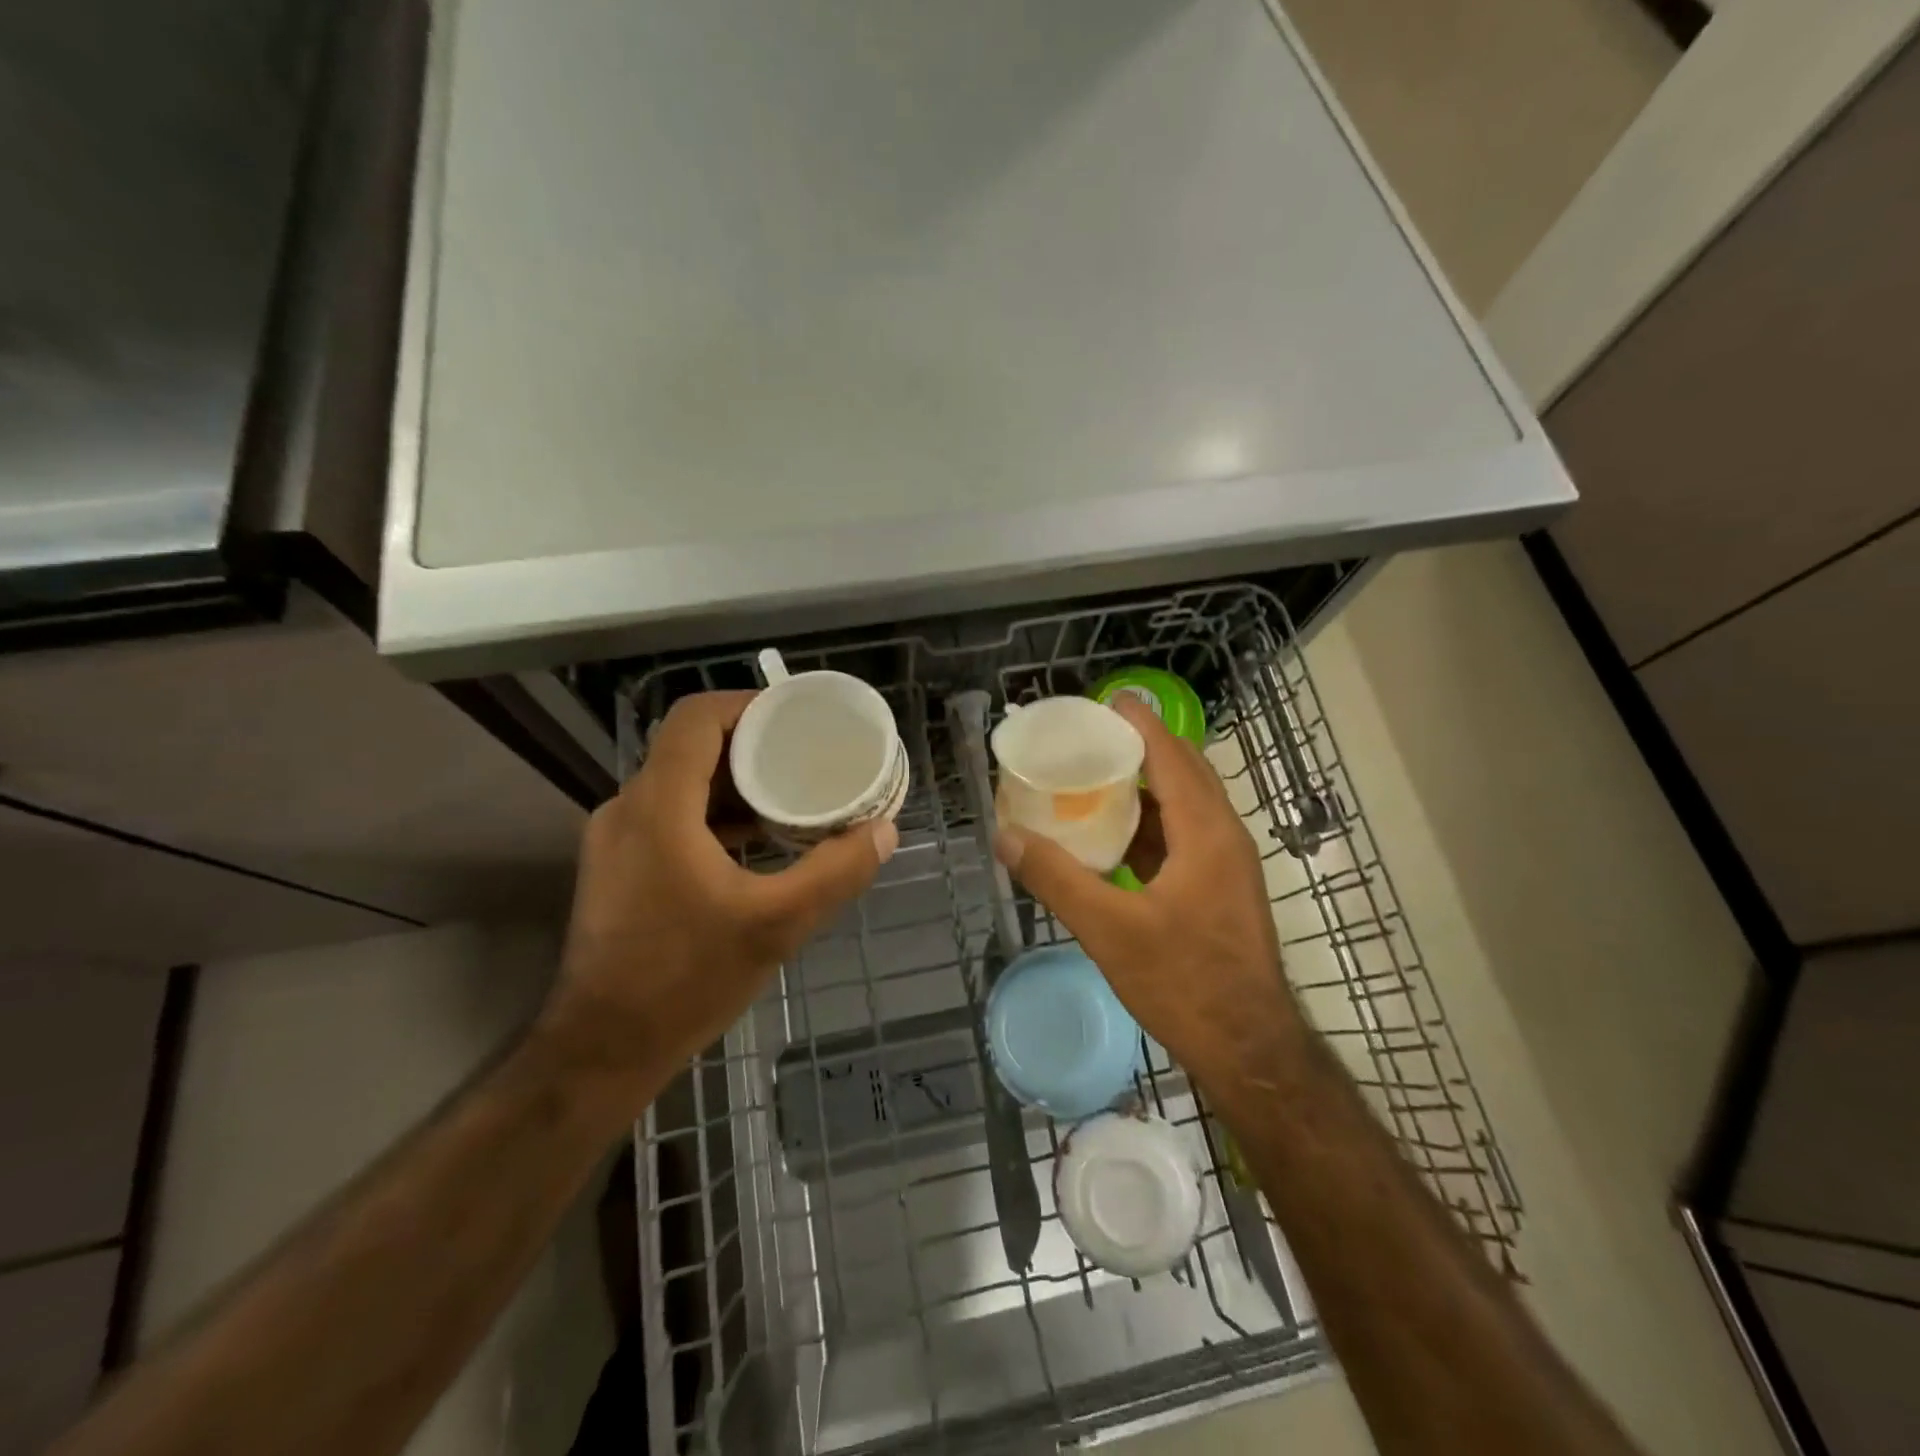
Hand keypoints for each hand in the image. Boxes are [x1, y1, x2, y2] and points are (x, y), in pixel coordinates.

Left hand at [542, 691, 896, 1104]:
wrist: (602, 1050)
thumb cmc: (686, 980)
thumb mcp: (777, 924)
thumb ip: (836, 871)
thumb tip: (885, 831)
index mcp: (659, 806)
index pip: (695, 718)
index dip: (747, 705)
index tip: (796, 717)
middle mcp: (628, 809)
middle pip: (690, 748)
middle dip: (751, 745)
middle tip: (806, 756)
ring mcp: (617, 840)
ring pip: (680, 783)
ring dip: (734, 783)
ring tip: (790, 796)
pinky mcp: (618, 868)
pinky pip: (671, 816)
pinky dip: (714, 814)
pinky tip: (755, 842)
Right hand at [994, 695, 1304, 1108]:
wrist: (1250, 1050)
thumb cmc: (1185, 982)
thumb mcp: (1110, 930)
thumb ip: (1056, 879)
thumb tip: (1005, 836)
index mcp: (1206, 832)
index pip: (1172, 756)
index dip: (1141, 724)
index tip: (1107, 701)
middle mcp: (1224, 837)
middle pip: (1184, 773)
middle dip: (1142, 749)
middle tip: (1092, 739)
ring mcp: (1228, 866)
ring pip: (1186, 807)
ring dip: (1146, 788)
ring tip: (1095, 780)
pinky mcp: (1222, 890)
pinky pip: (1185, 837)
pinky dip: (1152, 825)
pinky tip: (1115, 839)